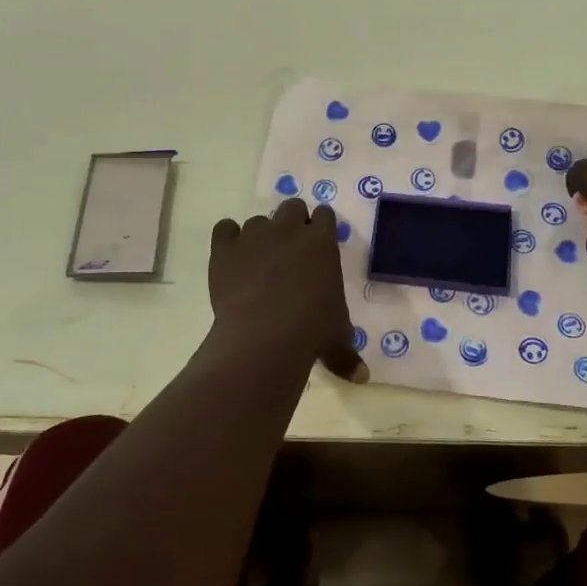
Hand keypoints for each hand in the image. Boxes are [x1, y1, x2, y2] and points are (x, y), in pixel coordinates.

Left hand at [210, 200, 367, 382]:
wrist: (264, 335)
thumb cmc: (311, 331)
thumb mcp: (336, 339)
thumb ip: (347, 353)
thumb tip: (362, 378)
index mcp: (322, 242)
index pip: (325, 216)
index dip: (320, 227)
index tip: (318, 243)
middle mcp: (289, 229)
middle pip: (292, 207)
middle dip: (292, 222)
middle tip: (290, 249)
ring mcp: (254, 235)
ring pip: (258, 220)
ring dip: (260, 235)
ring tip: (258, 261)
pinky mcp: (225, 248)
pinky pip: (224, 228)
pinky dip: (228, 239)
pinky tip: (231, 257)